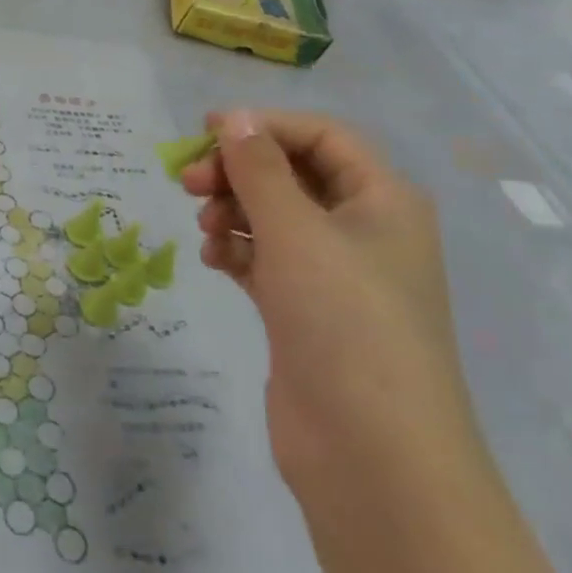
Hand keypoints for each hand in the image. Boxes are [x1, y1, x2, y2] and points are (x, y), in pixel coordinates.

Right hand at [183, 110, 479, 488]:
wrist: (372, 454)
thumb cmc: (343, 320)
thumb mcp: (297, 231)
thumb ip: (259, 170)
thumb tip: (235, 118)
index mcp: (382, 200)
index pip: (321, 137)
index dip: (264, 126)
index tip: (204, 131)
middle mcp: (364, 231)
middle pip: (293, 176)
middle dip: (240, 172)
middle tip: (188, 183)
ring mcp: (335, 276)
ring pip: (275, 220)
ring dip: (234, 212)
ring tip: (203, 228)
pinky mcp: (307, 313)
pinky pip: (266, 262)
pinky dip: (238, 253)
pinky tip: (213, 261)